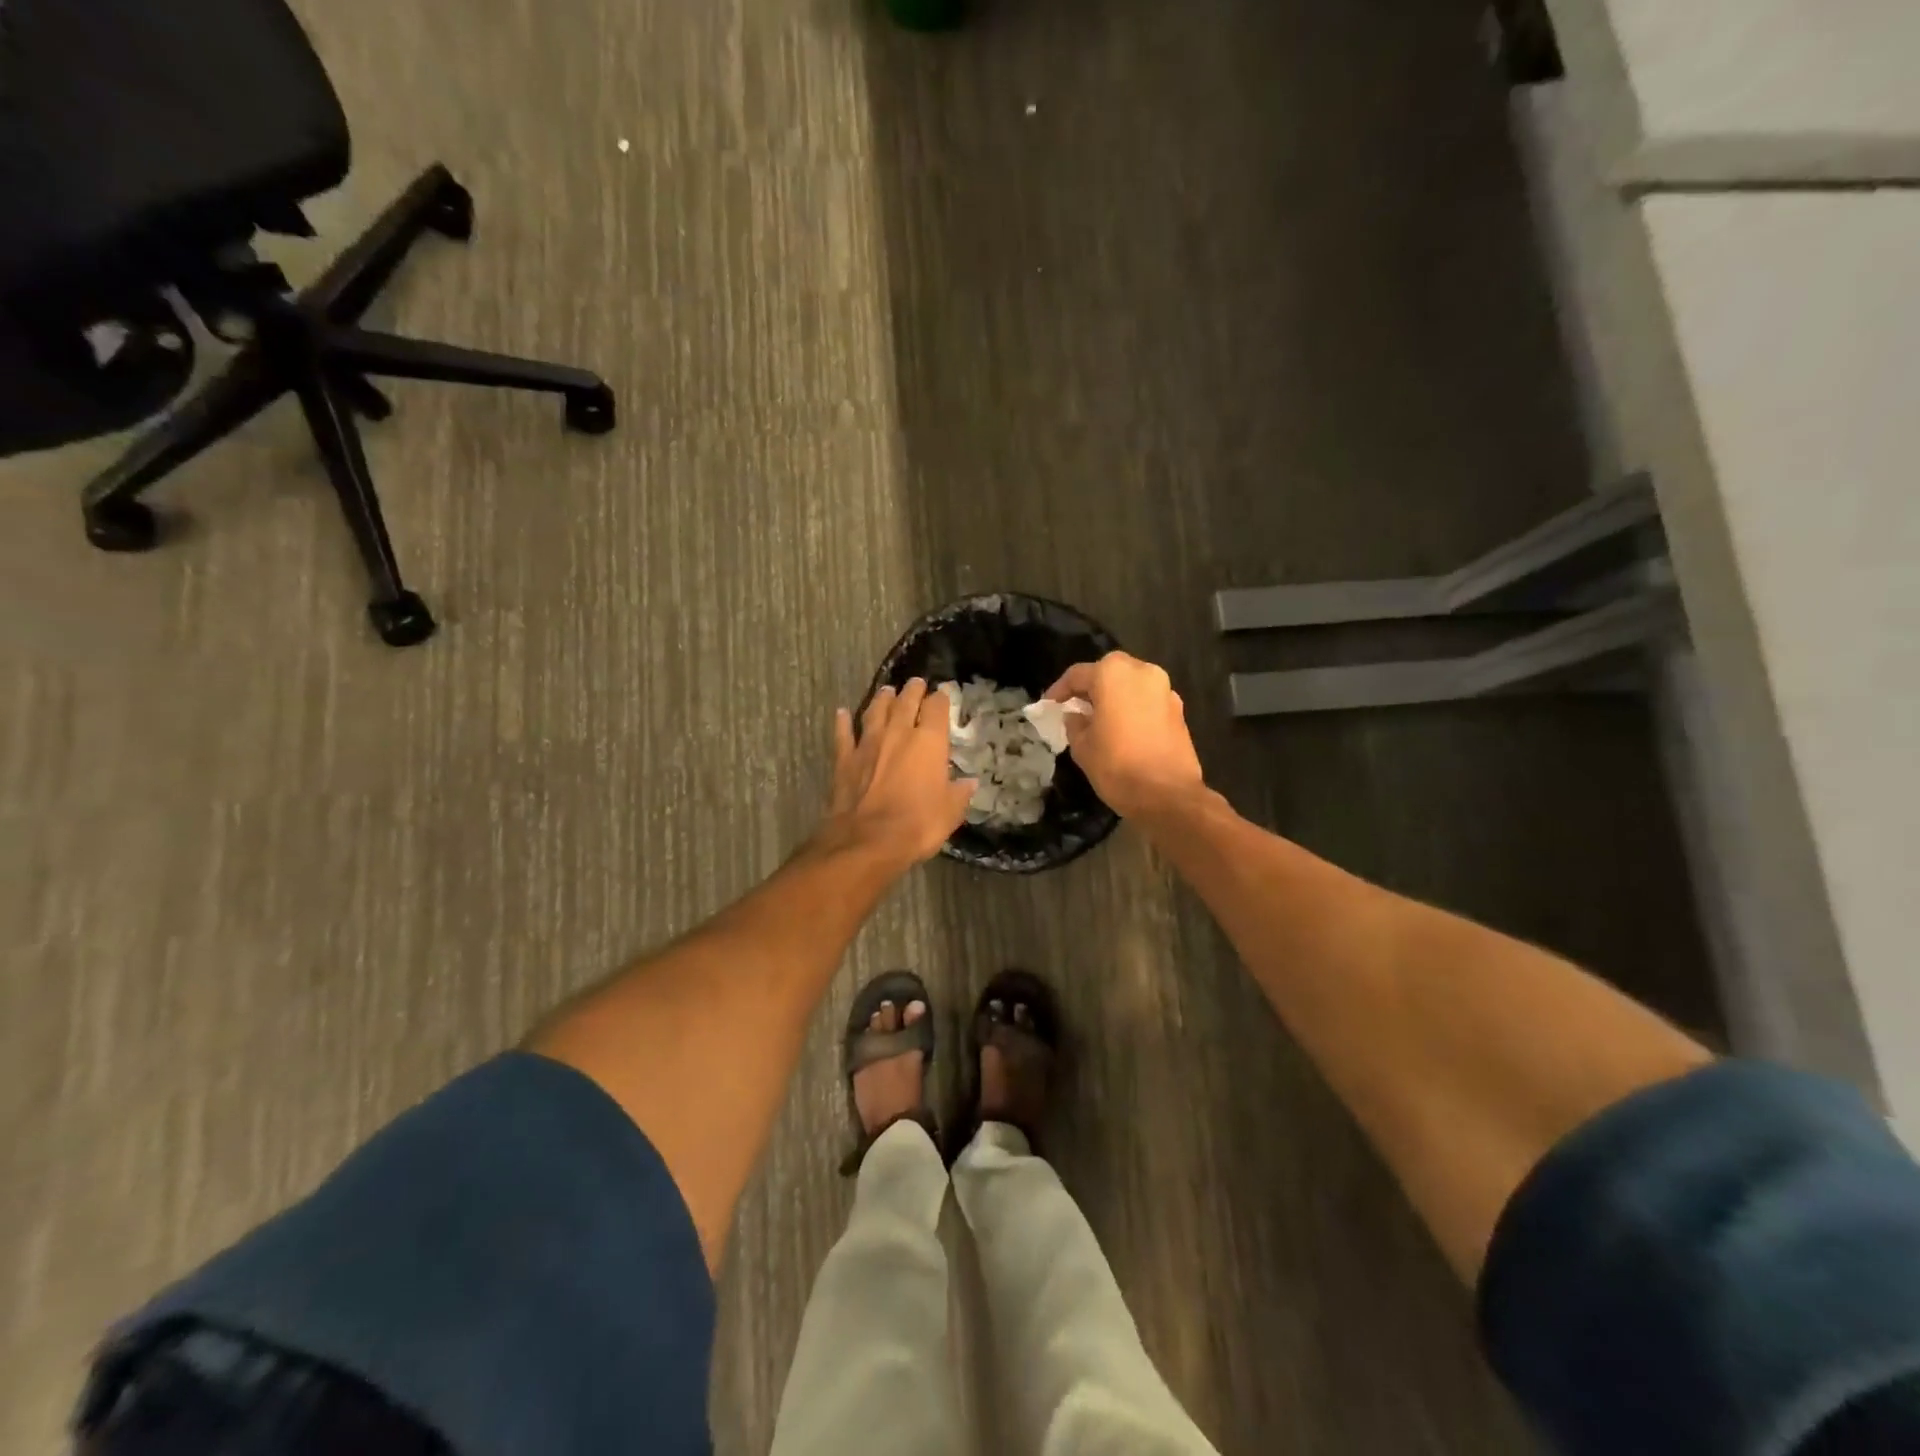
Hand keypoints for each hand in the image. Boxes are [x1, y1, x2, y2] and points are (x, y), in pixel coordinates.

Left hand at [820, 678, 975, 871]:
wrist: (867, 840)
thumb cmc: (917, 824)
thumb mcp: (950, 812)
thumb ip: (959, 793)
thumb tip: (969, 783)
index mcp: (929, 742)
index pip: (937, 708)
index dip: (941, 699)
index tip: (943, 695)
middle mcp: (898, 733)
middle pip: (905, 702)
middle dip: (913, 690)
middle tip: (916, 682)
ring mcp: (868, 744)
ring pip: (875, 711)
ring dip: (882, 699)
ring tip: (886, 690)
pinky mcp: (844, 759)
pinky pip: (843, 734)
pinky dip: (842, 722)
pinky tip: (841, 713)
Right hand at [1045, 652, 1205, 818]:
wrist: (1168, 796)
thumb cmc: (1117, 766)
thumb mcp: (1082, 747)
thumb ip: (1074, 724)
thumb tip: (1076, 715)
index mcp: (1113, 674)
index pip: (1077, 675)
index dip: (1059, 690)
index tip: (1049, 706)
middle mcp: (1142, 672)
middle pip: (1109, 672)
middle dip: (1091, 687)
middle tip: (1076, 707)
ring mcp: (1165, 690)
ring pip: (1131, 684)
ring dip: (1114, 696)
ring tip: (1099, 719)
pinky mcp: (1179, 710)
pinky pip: (1148, 700)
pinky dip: (1133, 708)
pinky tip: (1123, 730)